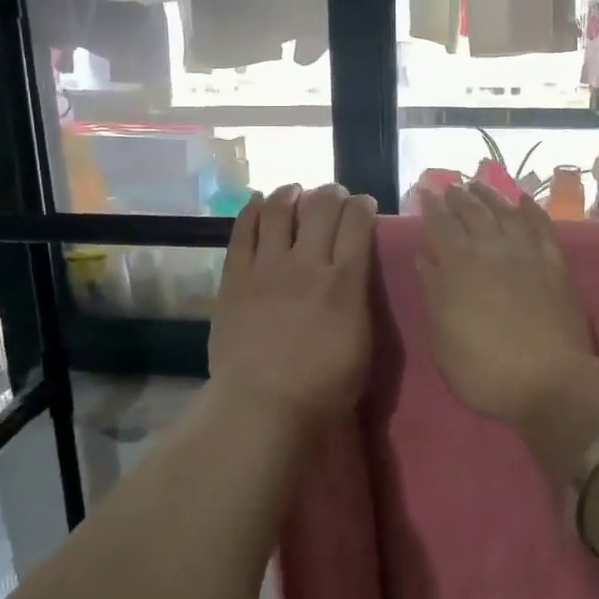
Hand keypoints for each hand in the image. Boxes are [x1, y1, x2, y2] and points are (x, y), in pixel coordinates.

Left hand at [208, 184, 377, 429]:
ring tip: (294, 191)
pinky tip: (258, 204)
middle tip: (334, 196)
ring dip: (291, 193)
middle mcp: (308, 264)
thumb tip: (356, 272)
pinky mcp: (234, 278)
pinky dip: (252, 211)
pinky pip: (242, 232)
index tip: (364, 206)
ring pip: (279, 210)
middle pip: (322, 206)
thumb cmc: (324, 388)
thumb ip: (361, 298)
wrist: (262, 408)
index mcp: (345, 281)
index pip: (358, 222)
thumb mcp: (363, 343)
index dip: (363, 205)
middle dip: (332, 193)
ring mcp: (267, 268)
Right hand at [416, 182, 598, 427]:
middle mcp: (491, 249)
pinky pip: (541, 226)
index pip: (440, 225)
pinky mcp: (554, 263)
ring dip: (490, 196)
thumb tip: (425, 257)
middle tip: (450, 186)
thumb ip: (433, 292)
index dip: (432, 206)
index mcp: (458, 266)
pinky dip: (531, 210)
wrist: (551, 380)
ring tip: (479, 185)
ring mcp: (526, 253)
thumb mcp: (442, 338)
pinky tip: (523, 201)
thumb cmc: (485, 369)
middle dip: (459, 197)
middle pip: (473, 213)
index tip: (425, 191)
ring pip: (505, 212)